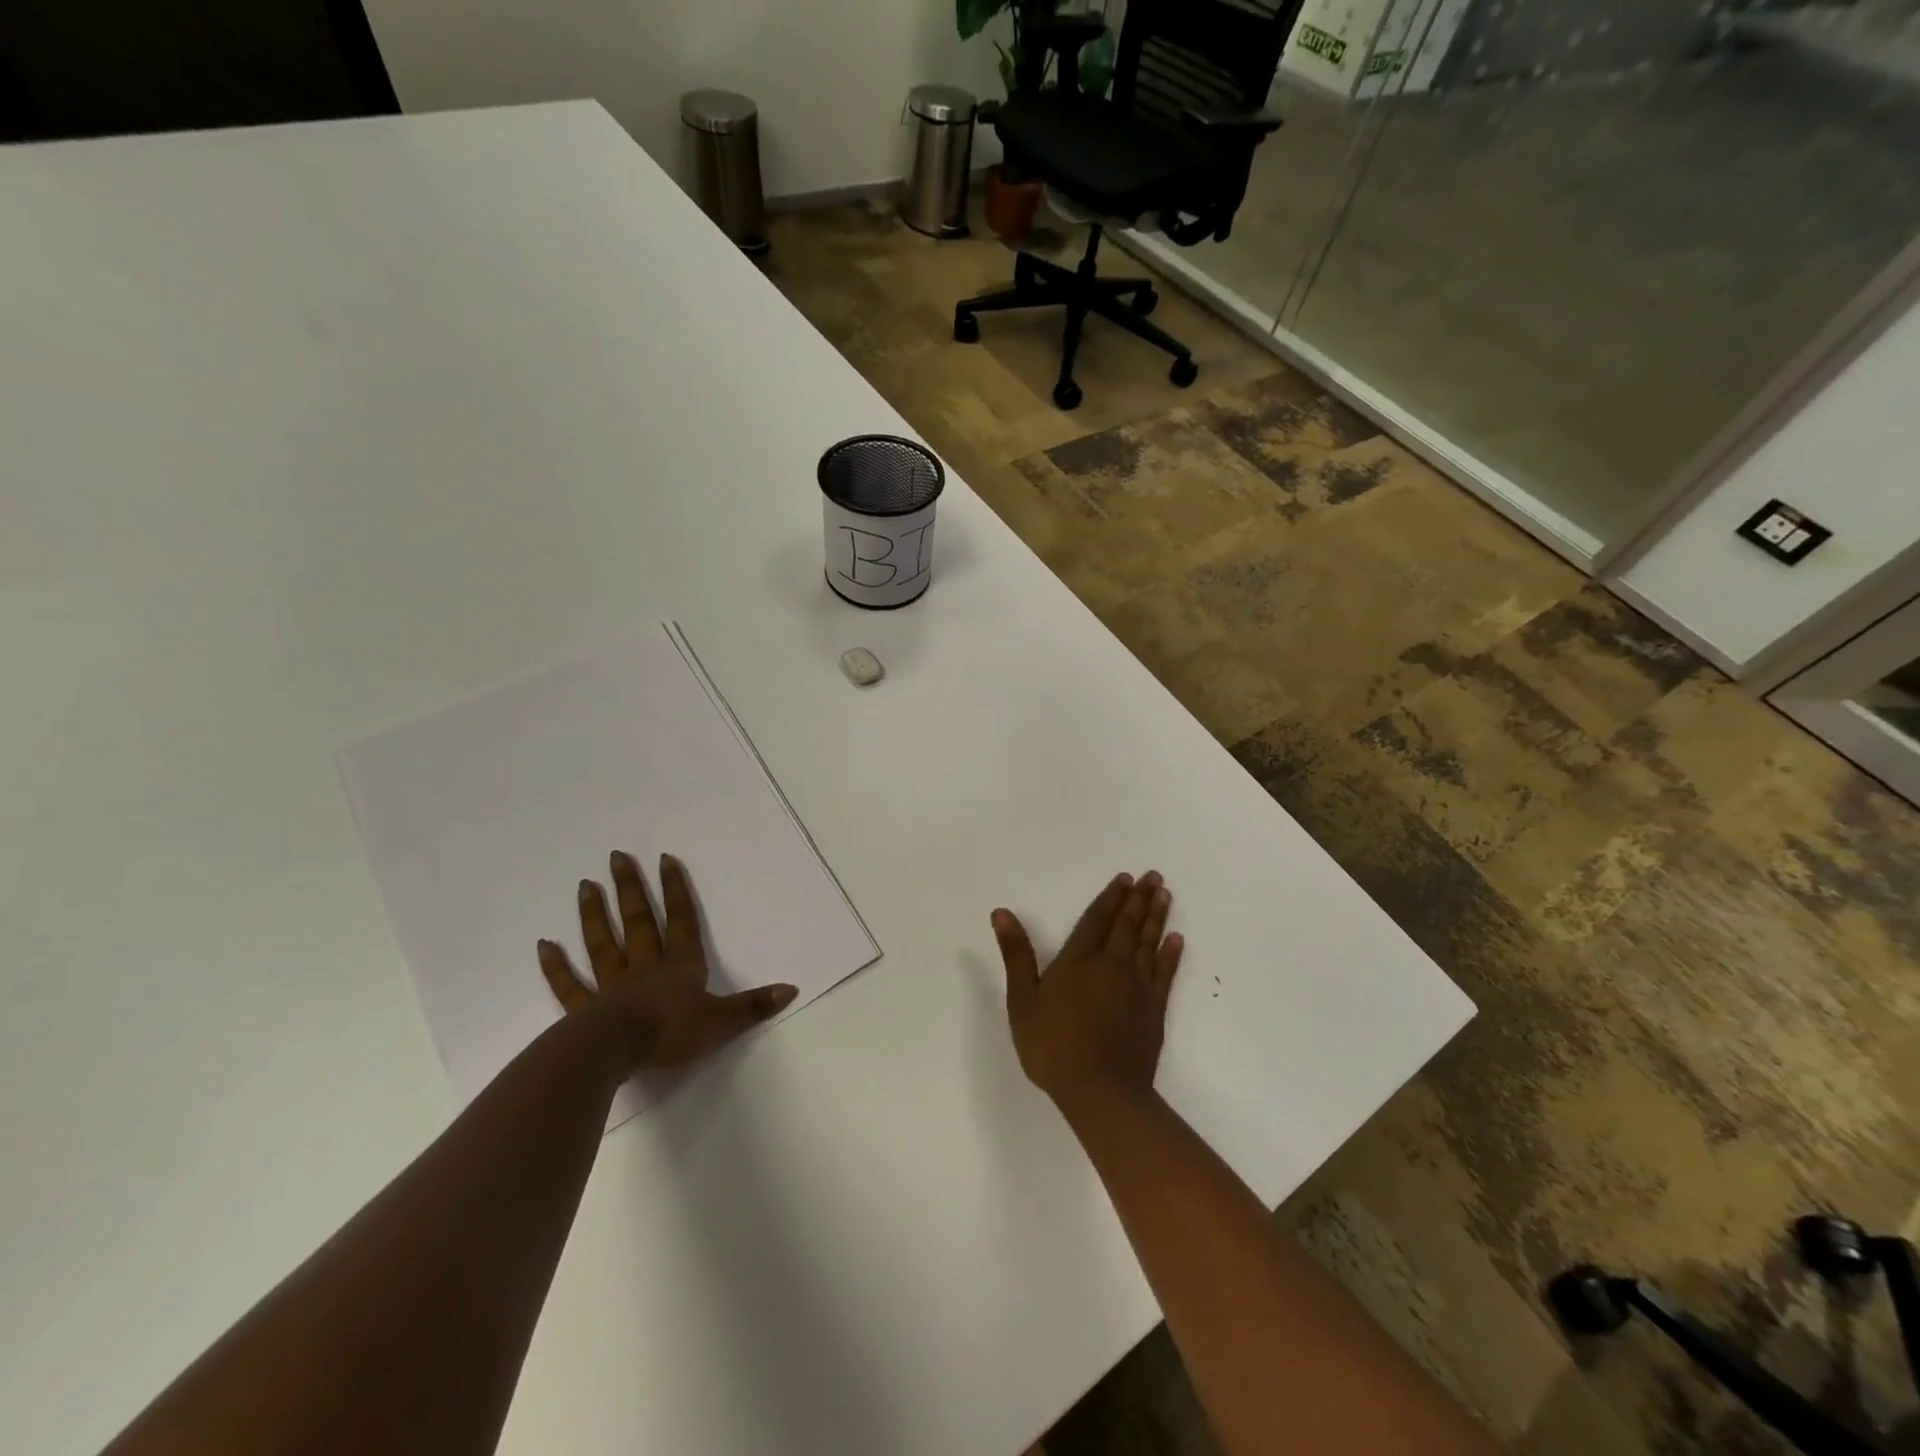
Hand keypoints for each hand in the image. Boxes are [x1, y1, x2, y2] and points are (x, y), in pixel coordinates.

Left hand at [538, 851, 796, 1074]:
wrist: (618, 1053)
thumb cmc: (672, 1034)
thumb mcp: (722, 1021)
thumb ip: (754, 1005)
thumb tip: (791, 988)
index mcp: (679, 967)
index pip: (681, 921)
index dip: (676, 890)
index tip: (665, 859)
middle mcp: (645, 967)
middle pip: (639, 921)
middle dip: (631, 889)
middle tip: (616, 857)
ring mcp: (611, 986)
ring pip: (602, 943)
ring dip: (594, 914)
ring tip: (585, 885)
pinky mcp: (584, 1010)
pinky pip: (569, 984)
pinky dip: (556, 965)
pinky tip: (544, 944)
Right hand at [992, 871, 1183, 1107]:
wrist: (1100, 1091)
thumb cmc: (1053, 1046)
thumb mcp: (1022, 1001)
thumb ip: (1016, 955)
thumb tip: (1002, 913)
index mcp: (1079, 960)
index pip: (1097, 919)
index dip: (1110, 897)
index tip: (1125, 878)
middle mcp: (1112, 965)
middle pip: (1127, 925)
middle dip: (1139, 899)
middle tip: (1153, 876)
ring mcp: (1137, 987)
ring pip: (1148, 942)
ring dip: (1156, 916)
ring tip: (1165, 894)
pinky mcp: (1154, 1009)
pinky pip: (1165, 973)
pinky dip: (1170, 954)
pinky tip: (1176, 939)